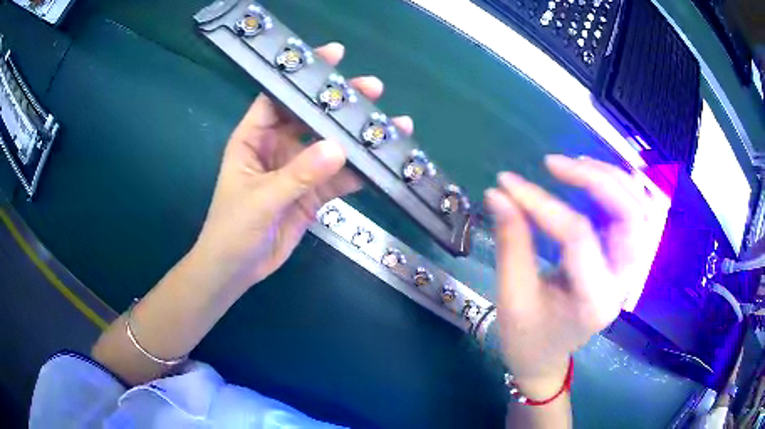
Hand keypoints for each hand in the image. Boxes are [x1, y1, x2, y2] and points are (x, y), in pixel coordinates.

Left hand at [191, 43, 412, 291]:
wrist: (237, 270)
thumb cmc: (232, 229)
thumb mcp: (261, 198)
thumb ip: (298, 174)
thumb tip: (338, 148)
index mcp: (253, 138)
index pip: (278, 97)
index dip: (303, 75)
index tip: (334, 56)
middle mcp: (277, 147)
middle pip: (311, 117)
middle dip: (340, 103)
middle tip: (373, 89)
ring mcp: (297, 170)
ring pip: (331, 147)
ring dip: (357, 138)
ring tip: (390, 125)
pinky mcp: (312, 194)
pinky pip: (339, 178)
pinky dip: (359, 172)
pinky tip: (382, 164)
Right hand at [485, 155, 666, 398]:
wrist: (547, 359)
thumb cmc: (526, 338)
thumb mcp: (512, 296)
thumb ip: (511, 242)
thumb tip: (498, 193)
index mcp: (593, 301)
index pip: (578, 236)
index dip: (542, 203)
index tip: (508, 183)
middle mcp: (622, 283)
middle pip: (630, 215)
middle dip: (596, 179)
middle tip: (555, 164)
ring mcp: (628, 271)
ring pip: (640, 209)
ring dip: (612, 179)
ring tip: (576, 165)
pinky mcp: (624, 262)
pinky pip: (633, 214)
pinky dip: (617, 189)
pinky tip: (591, 178)